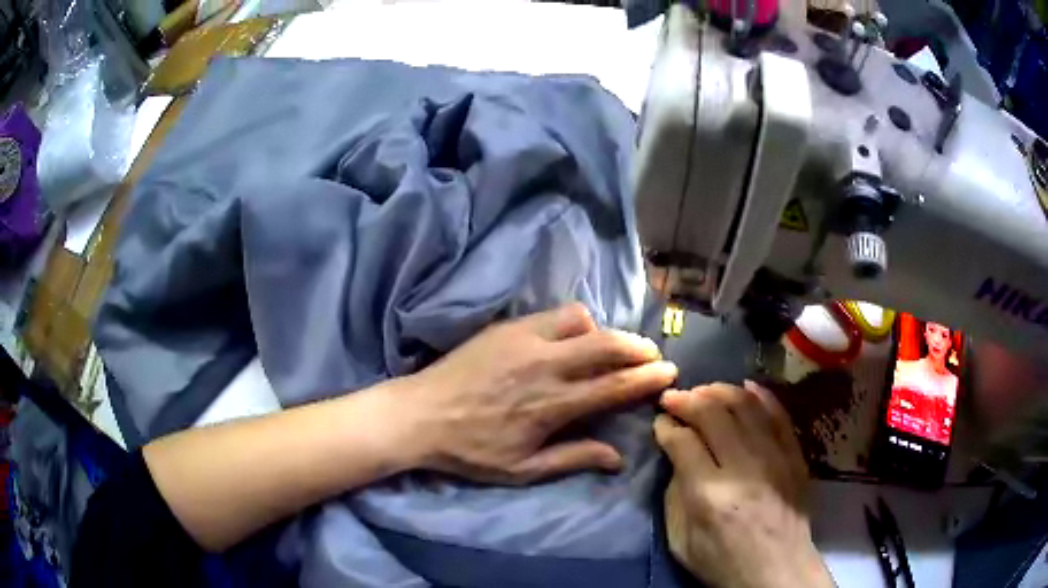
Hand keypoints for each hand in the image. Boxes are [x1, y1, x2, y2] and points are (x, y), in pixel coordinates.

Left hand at [401, 303, 677, 484]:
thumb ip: (573, 459)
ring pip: (584, 321)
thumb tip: (618, 458)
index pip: (615, 386)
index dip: (648, 378)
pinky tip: (573, 337)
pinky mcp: (508, 327)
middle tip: (653, 354)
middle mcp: (547, 366)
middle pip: (608, 345)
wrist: (419, 416)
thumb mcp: (522, 470)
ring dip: (606, 332)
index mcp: (553, 405)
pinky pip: (554, 314)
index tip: (669, 371)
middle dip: (639, 347)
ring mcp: (526, 340)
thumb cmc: (470, 451)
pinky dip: (575, 323)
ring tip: (611, 346)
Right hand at [653, 382, 834, 587]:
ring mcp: (774, 456)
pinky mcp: (794, 454)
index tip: (660, 422)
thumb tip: (676, 456)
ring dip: (719, 391)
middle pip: (713, 413)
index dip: (666, 426)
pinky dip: (760, 395)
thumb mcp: (681, 542)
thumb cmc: (723, 562)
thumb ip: (674, 496)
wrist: (777, 569)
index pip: (683, 442)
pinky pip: (778, 413)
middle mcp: (743, 467)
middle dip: (688, 400)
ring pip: (745, 405)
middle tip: (674, 398)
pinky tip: (744, 387)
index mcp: (709, 494)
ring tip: (703, 391)